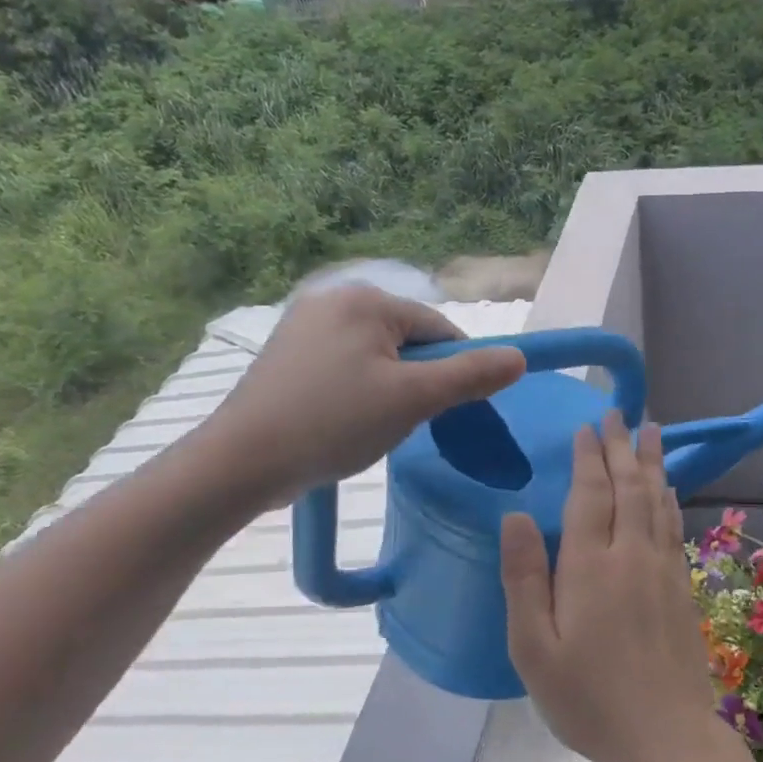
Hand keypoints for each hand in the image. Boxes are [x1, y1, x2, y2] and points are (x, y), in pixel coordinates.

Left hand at [198, 283, 525, 507]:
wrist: (242, 462)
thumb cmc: (334, 423)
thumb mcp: (413, 400)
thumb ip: (470, 376)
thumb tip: (520, 358)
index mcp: (366, 300)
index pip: (439, 328)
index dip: (455, 370)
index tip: (449, 410)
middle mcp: (333, 299)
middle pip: (408, 341)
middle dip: (418, 381)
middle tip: (403, 422)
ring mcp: (304, 325)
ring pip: (378, 357)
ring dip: (390, 390)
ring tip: (371, 426)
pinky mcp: (287, 353)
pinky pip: (347, 366)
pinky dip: (359, 392)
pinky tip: (345, 421)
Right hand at [500, 412, 715, 761]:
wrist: (664, 735)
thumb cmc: (587, 697)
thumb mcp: (532, 647)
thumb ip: (523, 577)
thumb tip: (514, 515)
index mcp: (590, 566)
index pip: (591, 494)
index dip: (589, 457)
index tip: (588, 426)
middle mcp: (631, 555)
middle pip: (628, 487)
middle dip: (621, 446)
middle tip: (619, 413)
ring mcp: (663, 569)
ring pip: (657, 500)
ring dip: (652, 462)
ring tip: (652, 430)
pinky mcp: (682, 587)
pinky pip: (674, 527)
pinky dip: (670, 498)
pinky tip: (669, 489)